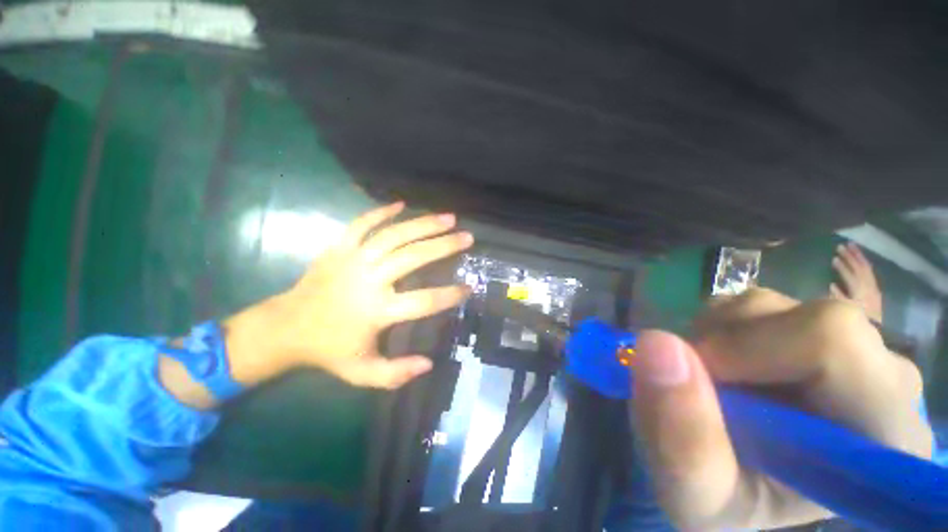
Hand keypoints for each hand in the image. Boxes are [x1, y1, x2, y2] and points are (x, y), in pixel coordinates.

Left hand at [226, 202, 473, 389]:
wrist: (284, 328)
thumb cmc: (328, 350)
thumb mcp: (361, 373)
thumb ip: (395, 374)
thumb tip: (428, 364)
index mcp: (377, 311)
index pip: (424, 301)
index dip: (450, 294)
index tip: (469, 287)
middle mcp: (369, 280)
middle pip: (413, 257)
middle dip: (444, 246)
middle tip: (467, 237)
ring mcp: (353, 260)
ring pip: (394, 235)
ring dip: (423, 224)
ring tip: (448, 218)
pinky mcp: (338, 248)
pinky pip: (362, 224)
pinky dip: (381, 212)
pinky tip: (402, 204)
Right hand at [632, 288, 930, 529]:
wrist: (739, 488)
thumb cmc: (729, 507)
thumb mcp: (695, 497)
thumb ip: (683, 437)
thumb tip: (654, 341)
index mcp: (885, 436)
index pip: (832, 345)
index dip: (747, 351)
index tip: (700, 385)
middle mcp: (887, 380)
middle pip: (807, 319)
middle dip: (726, 344)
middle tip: (700, 388)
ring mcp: (852, 348)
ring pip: (770, 307)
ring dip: (713, 337)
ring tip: (706, 384)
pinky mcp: (810, 331)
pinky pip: (752, 307)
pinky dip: (714, 331)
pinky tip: (717, 368)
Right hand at [830, 242, 882, 322]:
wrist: (876, 331)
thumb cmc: (858, 321)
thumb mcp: (848, 313)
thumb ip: (840, 300)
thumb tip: (831, 285)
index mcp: (861, 292)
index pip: (852, 276)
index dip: (843, 266)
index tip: (834, 257)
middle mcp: (869, 287)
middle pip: (860, 269)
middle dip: (851, 257)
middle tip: (841, 246)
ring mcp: (873, 287)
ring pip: (866, 269)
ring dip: (858, 257)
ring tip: (851, 247)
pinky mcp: (875, 289)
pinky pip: (870, 273)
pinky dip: (864, 265)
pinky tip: (858, 260)